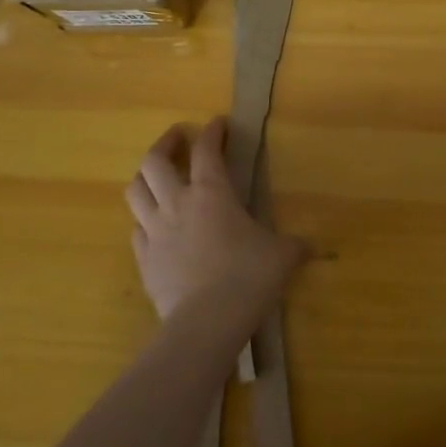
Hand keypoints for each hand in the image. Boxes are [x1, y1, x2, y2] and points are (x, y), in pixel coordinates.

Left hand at [125, 118, 306, 322]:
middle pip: (155, 161)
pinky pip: (136, 229)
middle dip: (165, 143)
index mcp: (212, 192)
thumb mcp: (282, 256)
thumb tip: (310, 248)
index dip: (212, 132)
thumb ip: (293, 246)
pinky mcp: (143, 260)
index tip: (218, 123)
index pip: (206, 149)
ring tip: (156, 175)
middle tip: (177, 138)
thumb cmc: (248, 277)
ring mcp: (155, 232)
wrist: (206, 323)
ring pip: (135, 191)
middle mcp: (177, 203)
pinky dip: (143, 219)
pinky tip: (154, 225)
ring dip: (145, 177)